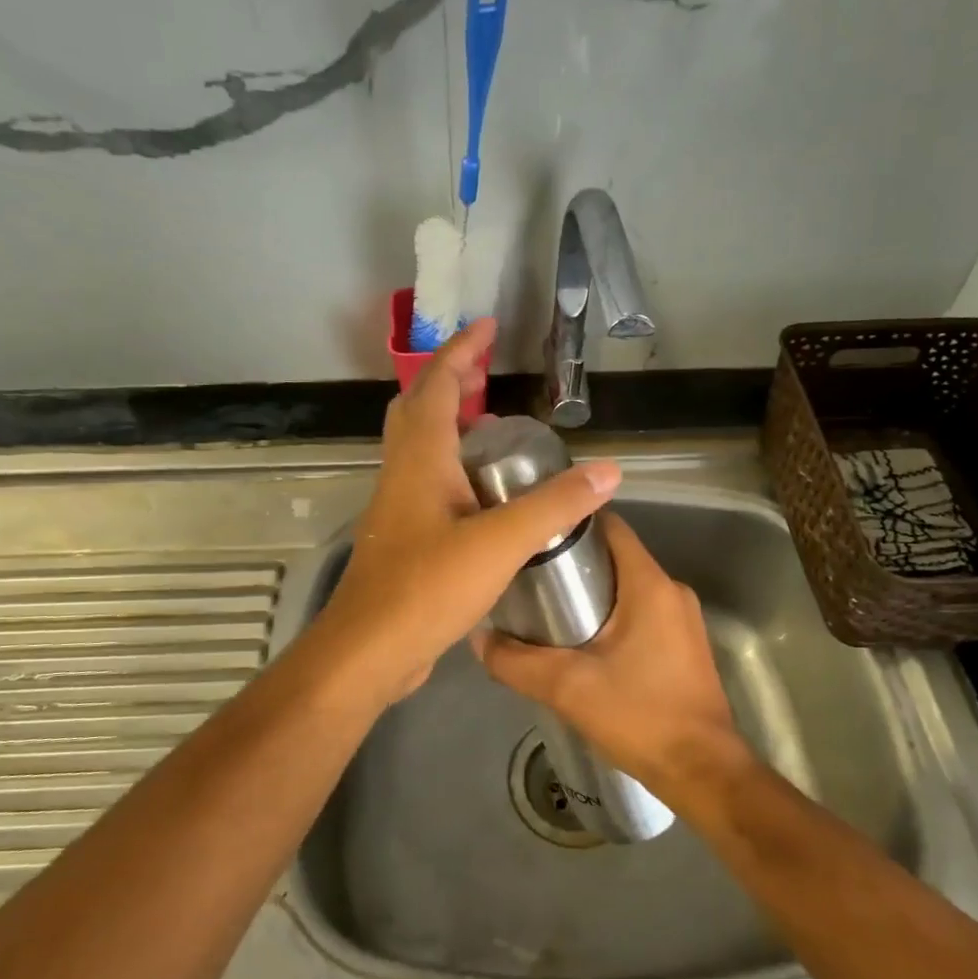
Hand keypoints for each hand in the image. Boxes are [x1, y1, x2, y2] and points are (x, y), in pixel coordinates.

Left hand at [306, 318, 620, 708]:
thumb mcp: (500, 544)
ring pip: (419, 447)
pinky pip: (427, 483)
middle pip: (418, 409)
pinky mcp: (404, 539)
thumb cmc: (426, 589)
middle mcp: (402, 474)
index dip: (460, 351)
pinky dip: (452, 467)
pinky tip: (482, 493)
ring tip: (492, 423)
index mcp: (419, 460)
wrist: (369, 652)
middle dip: (450, 381)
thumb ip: (554, 506)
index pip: (435, 385)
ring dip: (449, 424)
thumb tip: (608, 471)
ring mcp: (398, 508)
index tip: (487, 326)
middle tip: (488, 373)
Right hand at [471, 512, 751, 795]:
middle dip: (574, 564)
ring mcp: (683, 619)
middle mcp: (672, 591)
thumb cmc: (639, 715)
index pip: (610, 527)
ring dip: (591, 593)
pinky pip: (642, 613)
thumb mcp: (567, 688)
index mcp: (650, 585)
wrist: (701, 771)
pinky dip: (612, 616)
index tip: (533, 536)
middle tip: (529, 580)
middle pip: (616, 557)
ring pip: (628, 588)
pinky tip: (582, 644)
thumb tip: (478, 638)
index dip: (570, 524)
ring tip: (547, 612)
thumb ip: (516, 662)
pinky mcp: (684, 645)